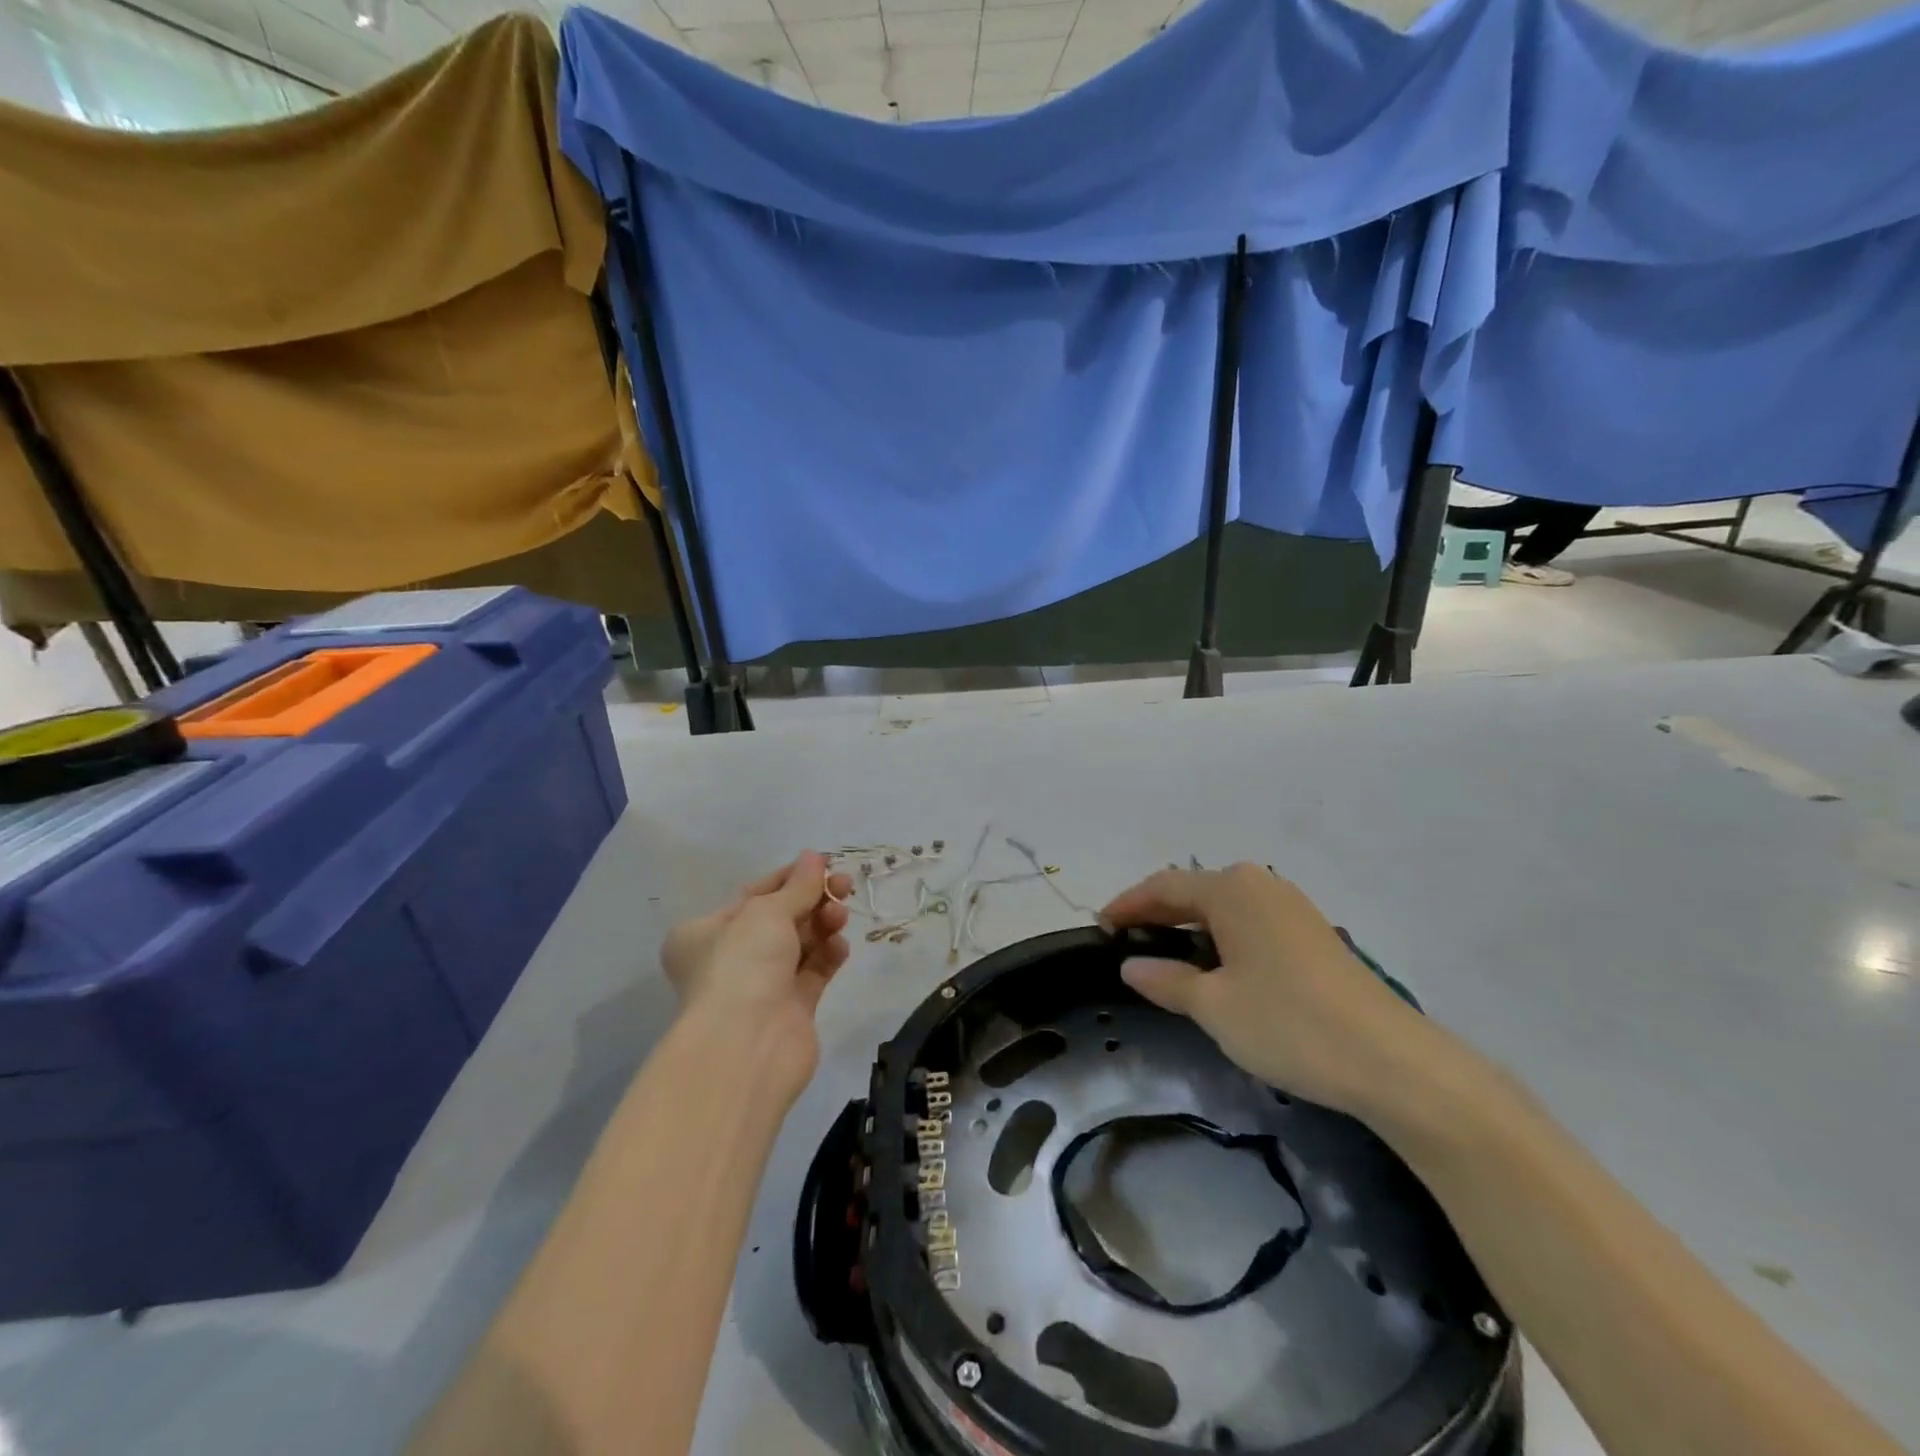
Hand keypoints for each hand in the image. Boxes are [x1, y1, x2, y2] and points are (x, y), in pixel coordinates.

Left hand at [659, 853, 853, 1101]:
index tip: (823, 864)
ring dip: (823, 924)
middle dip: (813, 900)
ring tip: (840, 916)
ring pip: (800, 944)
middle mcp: (729, 958)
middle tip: (845, 885)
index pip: (754, 894)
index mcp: (705, 932)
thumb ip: (798, 885)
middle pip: (780, 918)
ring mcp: (760, 985)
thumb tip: (814, 857)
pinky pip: (814, 971)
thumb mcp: (767, 911)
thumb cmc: (742, 964)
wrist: (747, 1046)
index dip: (790, 877)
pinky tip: (839, 946)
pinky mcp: (790, 1009)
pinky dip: (828, 955)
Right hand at [1102, 863, 1439, 1118]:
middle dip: (1157, 914)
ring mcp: (1292, 907)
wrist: (1392, 1061)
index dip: (1127, 905)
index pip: (1163, 887)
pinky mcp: (1313, 934)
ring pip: (1224, 908)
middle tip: (1126, 942)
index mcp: (1231, 889)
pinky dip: (1220, 937)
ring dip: (1190, 926)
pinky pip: (1249, 923)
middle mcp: (1261, 885)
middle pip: (1194, 891)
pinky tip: (1216, 967)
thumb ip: (1167, 980)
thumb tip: (1132, 965)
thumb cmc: (1289, 1024)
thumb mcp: (1214, 1006)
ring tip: (1164, 956)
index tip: (1099, 928)